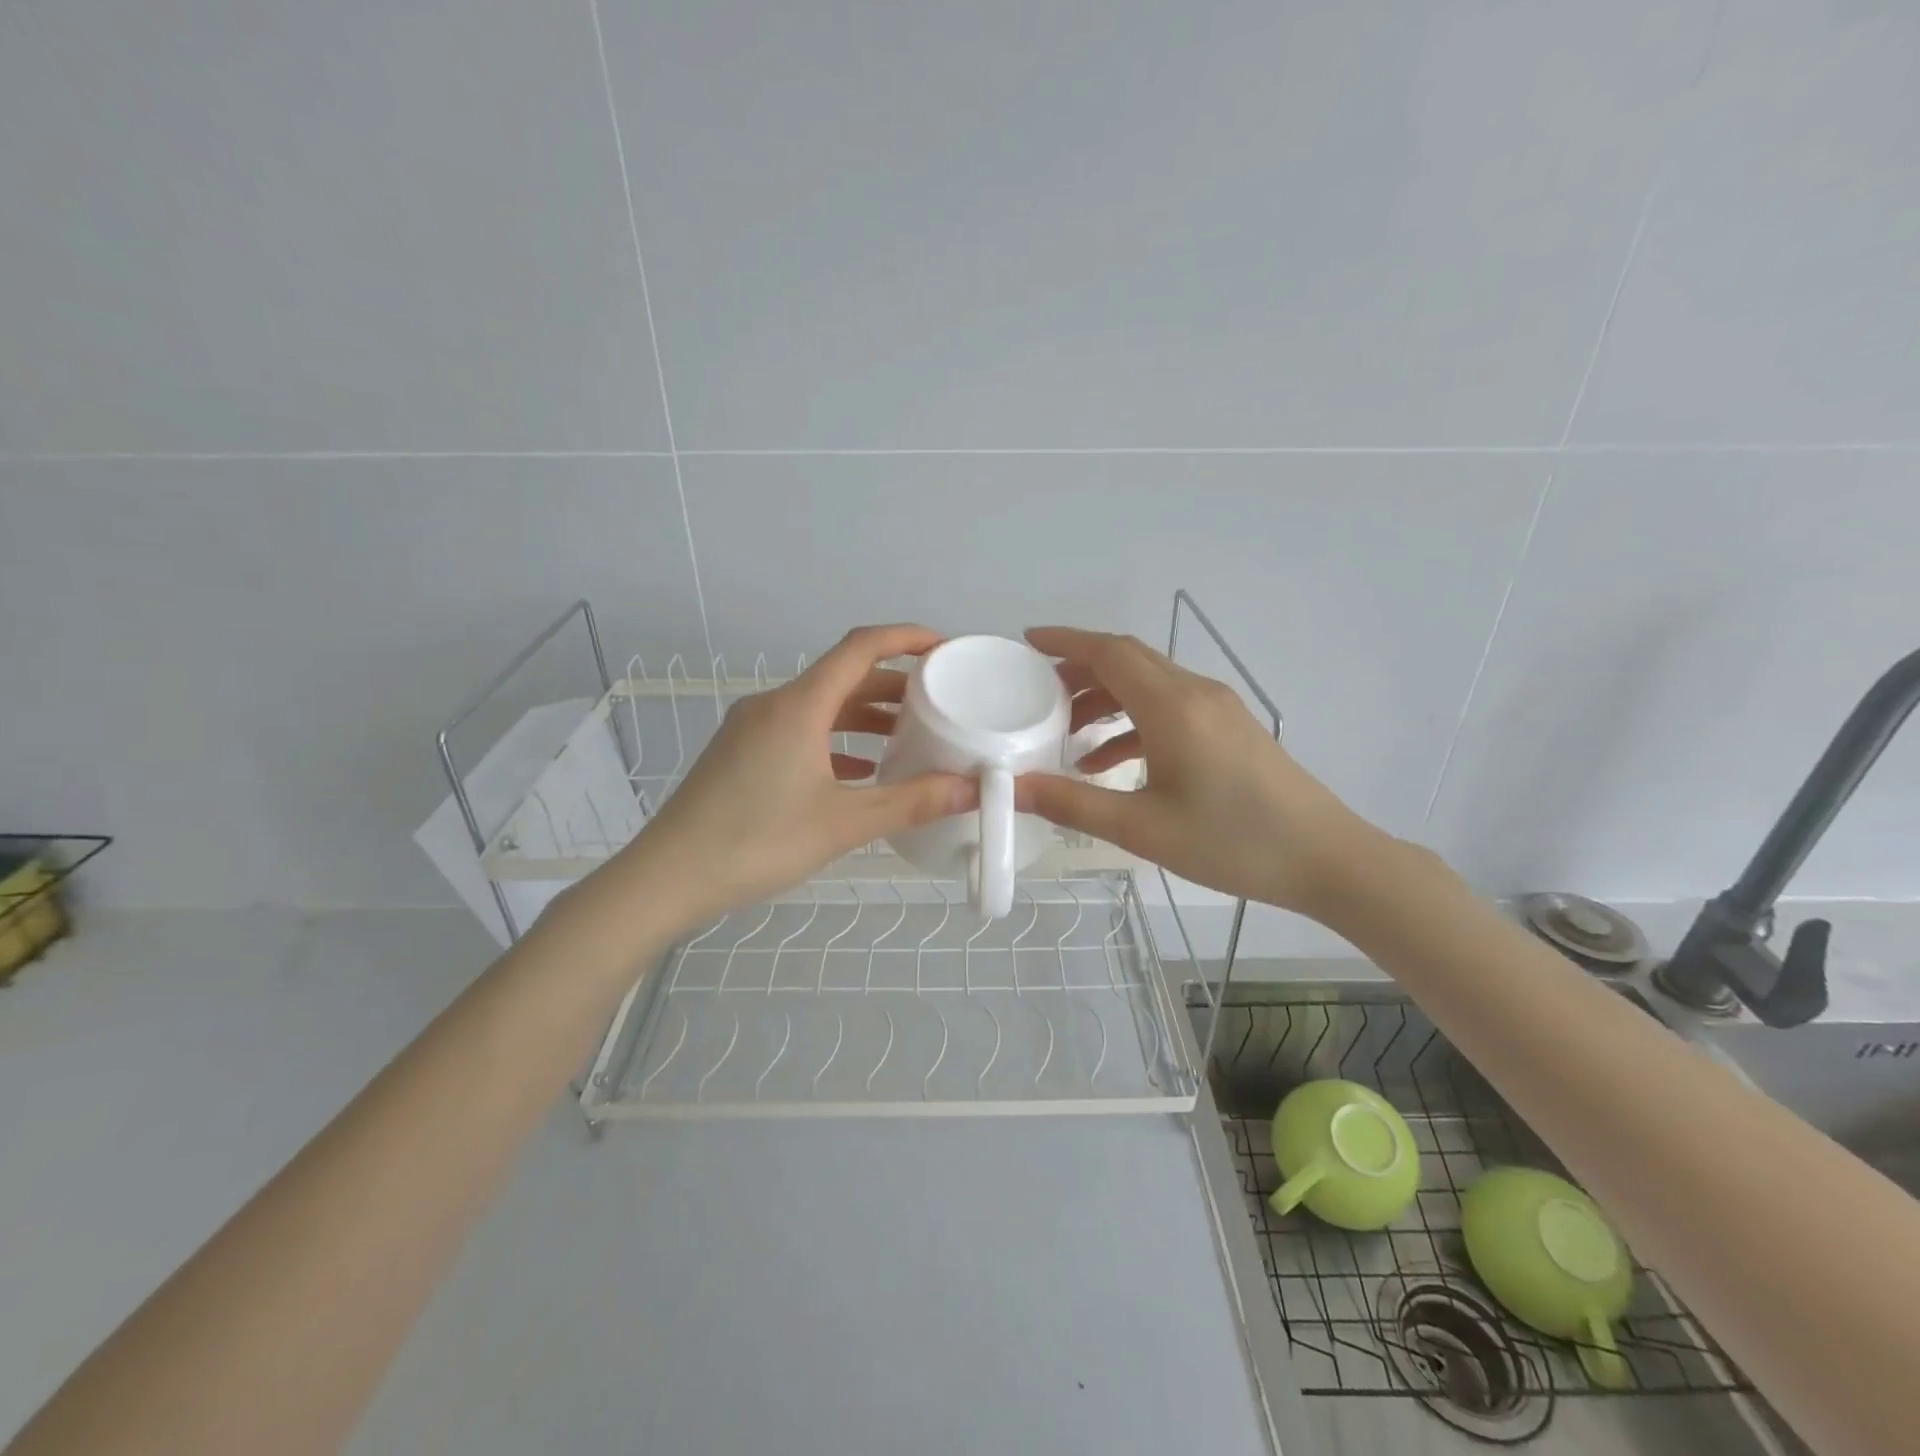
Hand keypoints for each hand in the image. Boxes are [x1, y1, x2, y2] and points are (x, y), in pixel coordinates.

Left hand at [615, 625, 976, 933]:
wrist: (667, 878)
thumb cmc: (757, 843)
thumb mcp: (843, 824)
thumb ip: (912, 803)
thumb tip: (972, 788)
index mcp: (799, 706)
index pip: (861, 648)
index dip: (907, 639)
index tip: (945, 648)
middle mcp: (773, 704)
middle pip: (843, 676)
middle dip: (893, 684)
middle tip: (939, 701)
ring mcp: (752, 728)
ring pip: (821, 706)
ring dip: (865, 715)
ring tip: (909, 736)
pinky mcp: (741, 752)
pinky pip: (800, 730)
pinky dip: (836, 740)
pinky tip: (861, 770)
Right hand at [1016, 626, 1376, 914]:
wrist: (1325, 858)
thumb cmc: (1232, 842)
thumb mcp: (1142, 829)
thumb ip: (1073, 803)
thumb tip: (1012, 787)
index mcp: (1172, 706)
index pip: (1109, 652)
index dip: (1065, 640)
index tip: (1027, 641)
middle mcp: (1194, 693)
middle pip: (1127, 660)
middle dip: (1078, 668)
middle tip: (1037, 691)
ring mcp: (1216, 708)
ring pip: (1147, 684)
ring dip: (1104, 698)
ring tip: (1066, 731)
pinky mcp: (1228, 727)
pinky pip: (1168, 708)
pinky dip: (1132, 722)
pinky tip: (1109, 762)